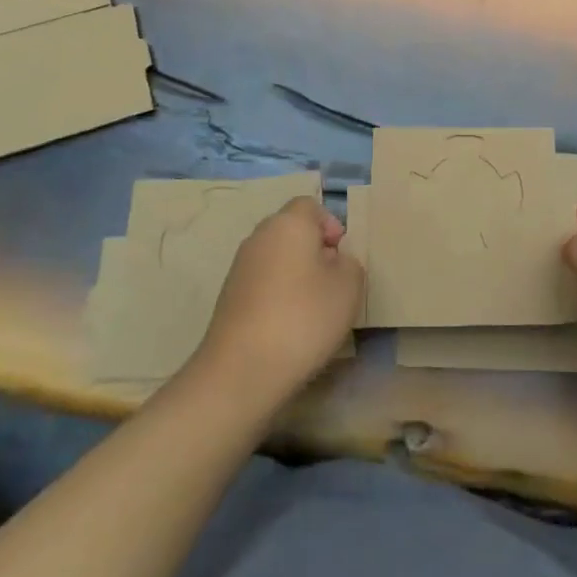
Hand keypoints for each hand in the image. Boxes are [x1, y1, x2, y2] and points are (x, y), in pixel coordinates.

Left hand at [195, 197, 363, 402]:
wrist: (241, 371)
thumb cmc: (303, 318)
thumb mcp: (349, 287)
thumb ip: (349, 263)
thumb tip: (333, 261)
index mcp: (288, 224)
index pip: (310, 205)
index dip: (330, 225)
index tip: (341, 257)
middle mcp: (259, 237)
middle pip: (292, 231)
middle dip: (314, 251)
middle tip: (332, 283)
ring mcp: (239, 268)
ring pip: (276, 258)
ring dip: (295, 275)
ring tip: (312, 310)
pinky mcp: (227, 298)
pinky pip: (262, 283)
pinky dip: (276, 296)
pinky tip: (287, 327)